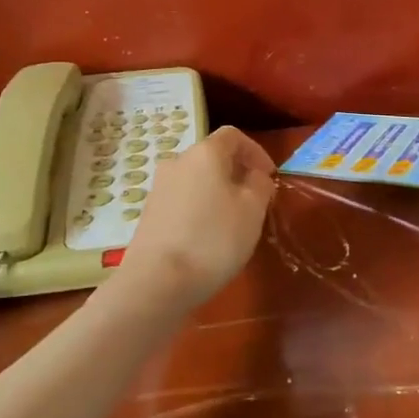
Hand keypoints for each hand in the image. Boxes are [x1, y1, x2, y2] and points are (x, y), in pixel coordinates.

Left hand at [126, 125, 276, 307]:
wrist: (157, 281)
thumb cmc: (213, 239)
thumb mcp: (252, 210)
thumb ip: (260, 185)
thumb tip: (255, 176)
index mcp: (205, 153)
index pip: (233, 135)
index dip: (255, 151)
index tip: (269, 176)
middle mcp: (177, 162)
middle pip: (212, 157)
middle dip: (237, 173)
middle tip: (254, 200)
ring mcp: (159, 188)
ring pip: (197, 180)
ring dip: (218, 192)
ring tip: (233, 221)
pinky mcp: (149, 213)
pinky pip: (182, 200)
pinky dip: (199, 208)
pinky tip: (207, 237)